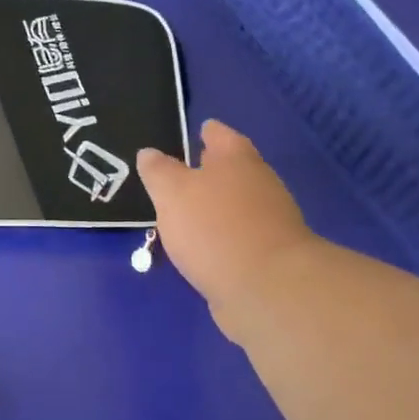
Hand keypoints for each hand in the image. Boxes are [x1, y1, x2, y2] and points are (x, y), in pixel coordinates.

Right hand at [137, 120, 315, 338]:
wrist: (267, 289)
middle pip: (233, 169)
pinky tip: (203, 246)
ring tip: (185, 212)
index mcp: (237, 159)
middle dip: (211, 170)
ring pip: (236, 204)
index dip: (207, 131)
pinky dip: (222, 236)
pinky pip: (239, 236)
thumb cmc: (214, 227)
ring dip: (215, 206)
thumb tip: (149, 153)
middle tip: (183, 171)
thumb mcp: (172, 193)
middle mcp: (259, 184)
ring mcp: (269, 222)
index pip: (220, 135)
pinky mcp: (269, 256)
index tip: (197, 130)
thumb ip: (158, 171)